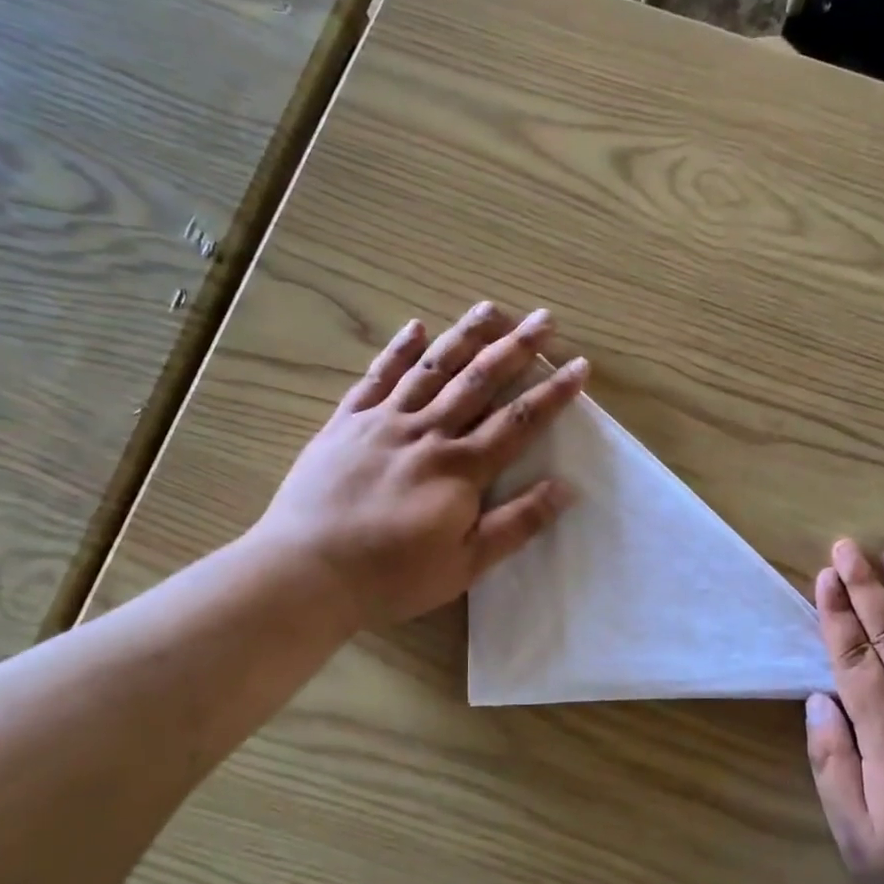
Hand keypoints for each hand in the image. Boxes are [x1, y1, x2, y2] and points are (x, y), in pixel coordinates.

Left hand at [254, 302, 588, 627]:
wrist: (304, 571)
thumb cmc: (391, 576)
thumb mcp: (465, 564)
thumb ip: (516, 524)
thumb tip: (565, 489)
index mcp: (460, 467)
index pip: (518, 421)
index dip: (553, 393)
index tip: (579, 366)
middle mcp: (427, 432)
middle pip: (479, 380)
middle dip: (516, 347)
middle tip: (544, 318)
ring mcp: (383, 421)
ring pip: (432, 368)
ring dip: (465, 335)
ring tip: (491, 308)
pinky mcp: (346, 422)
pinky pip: (377, 377)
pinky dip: (398, 350)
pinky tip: (415, 327)